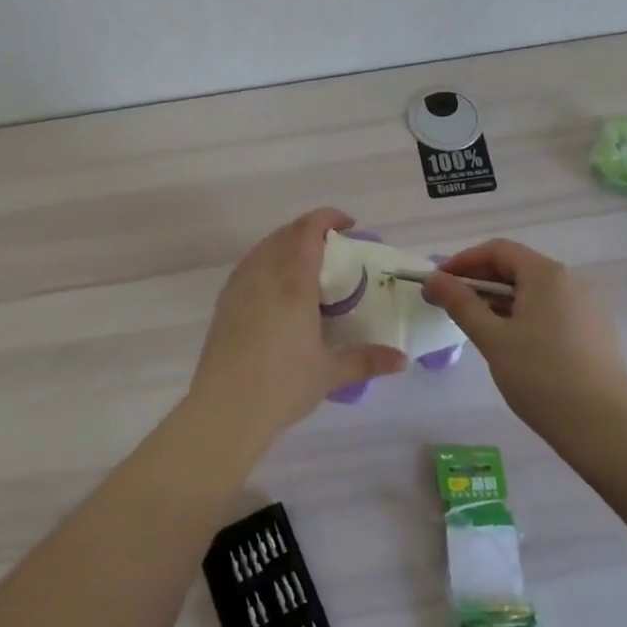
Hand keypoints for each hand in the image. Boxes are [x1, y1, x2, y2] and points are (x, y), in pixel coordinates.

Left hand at [188, 208, 407, 450]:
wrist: (224, 408)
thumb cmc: (283, 384)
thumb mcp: (330, 373)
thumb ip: (367, 360)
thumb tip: (402, 360)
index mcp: (293, 280)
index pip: (308, 230)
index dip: (328, 218)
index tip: (348, 224)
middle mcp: (264, 273)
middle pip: (286, 233)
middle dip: (310, 230)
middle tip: (333, 247)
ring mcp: (239, 285)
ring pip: (264, 247)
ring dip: (286, 244)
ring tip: (306, 264)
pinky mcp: (224, 302)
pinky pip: (249, 266)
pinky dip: (267, 262)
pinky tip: (276, 288)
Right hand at [420, 239, 626, 440]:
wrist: (606, 429)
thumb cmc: (542, 378)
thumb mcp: (493, 339)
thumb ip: (461, 303)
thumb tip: (434, 278)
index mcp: (547, 275)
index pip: (497, 250)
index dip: (463, 261)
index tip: (437, 282)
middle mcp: (570, 281)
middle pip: (516, 267)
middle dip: (479, 280)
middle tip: (449, 303)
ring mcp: (586, 306)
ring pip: (533, 290)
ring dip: (499, 298)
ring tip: (473, 322)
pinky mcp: (593, 331)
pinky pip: (550, 309)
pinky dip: (522, 313)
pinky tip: (508, 340)